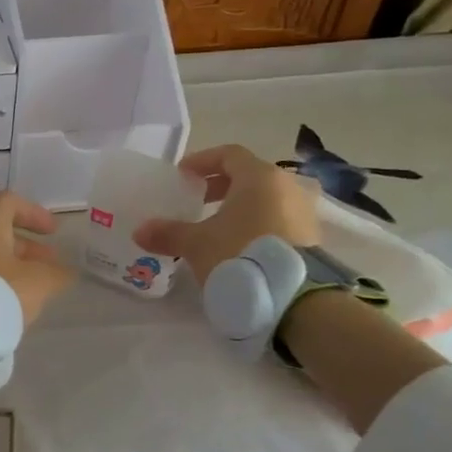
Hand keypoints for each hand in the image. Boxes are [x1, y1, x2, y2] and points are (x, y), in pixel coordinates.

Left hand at [0, 191, 74, 326]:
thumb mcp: (37, 283)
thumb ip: (56, 274)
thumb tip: (65, 272)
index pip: (10, 202)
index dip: (34, 214)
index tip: (53, 232)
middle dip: (25, 245)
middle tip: (47, 264)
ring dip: (8, 262)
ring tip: (28, 285)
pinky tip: (2, 297)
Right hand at [133, 144, 318, 281]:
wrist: (294, 297)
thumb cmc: (240, 254)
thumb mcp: (197, 244)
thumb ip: (169, 233)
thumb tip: (140, 231)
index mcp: (258, 177)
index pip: (228, 155)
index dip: (202, 161)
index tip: (182, 175)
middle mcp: (286, 187)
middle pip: (248, 176)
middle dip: (219, 186)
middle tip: (196, 200)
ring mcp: (302, 212)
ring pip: (264, 199)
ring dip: (238, 207)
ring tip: (215, 226)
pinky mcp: (310, 238)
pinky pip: (277, 219)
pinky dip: (255, 224)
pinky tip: (237, 246)